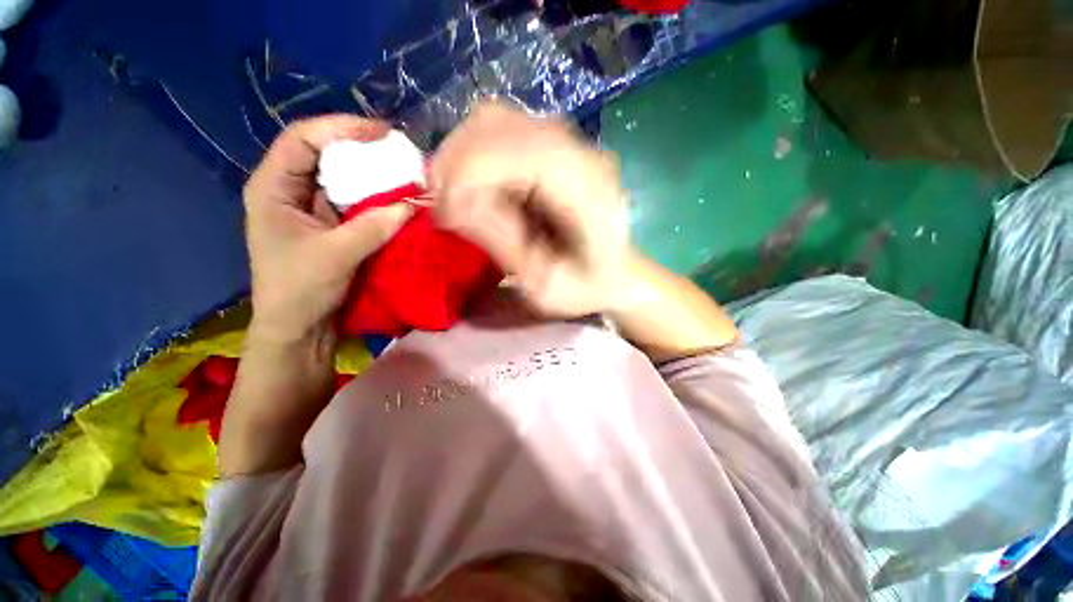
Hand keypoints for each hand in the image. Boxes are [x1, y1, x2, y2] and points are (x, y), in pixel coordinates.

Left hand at [243, 115, 414, 341]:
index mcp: (272, 187)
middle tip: (398, 151)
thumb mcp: (335, 256)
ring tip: (402, 172)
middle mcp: (290, 190)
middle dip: (360, 149)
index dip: (341, 128)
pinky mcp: (331, 226)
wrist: (299, 328)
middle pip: (324, 154)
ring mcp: (312, 209)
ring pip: (342, 179)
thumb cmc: (300, 290)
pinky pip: (355, 203)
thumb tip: (414, 205)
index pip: (302, 139)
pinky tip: (395, 199)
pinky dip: (376, 199)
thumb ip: (374, 227)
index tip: (381, 133)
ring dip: (372, 175)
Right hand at [429, 102, 633, 317]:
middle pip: (497, 125)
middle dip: (455, 166)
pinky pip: (498, 131)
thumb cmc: (588, 287)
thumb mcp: (547, 286)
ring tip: (456, 201)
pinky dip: (472, 156)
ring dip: (460, 158)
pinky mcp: (552, 145)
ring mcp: (565, 141)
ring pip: (492, 121)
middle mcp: (578, 151)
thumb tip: (455, 206)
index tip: (446, 216)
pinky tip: (475, 188)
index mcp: (586, 188)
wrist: (617, 272)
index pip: (515, 151)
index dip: (467, 175)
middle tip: (445, 212)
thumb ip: (505, 244)